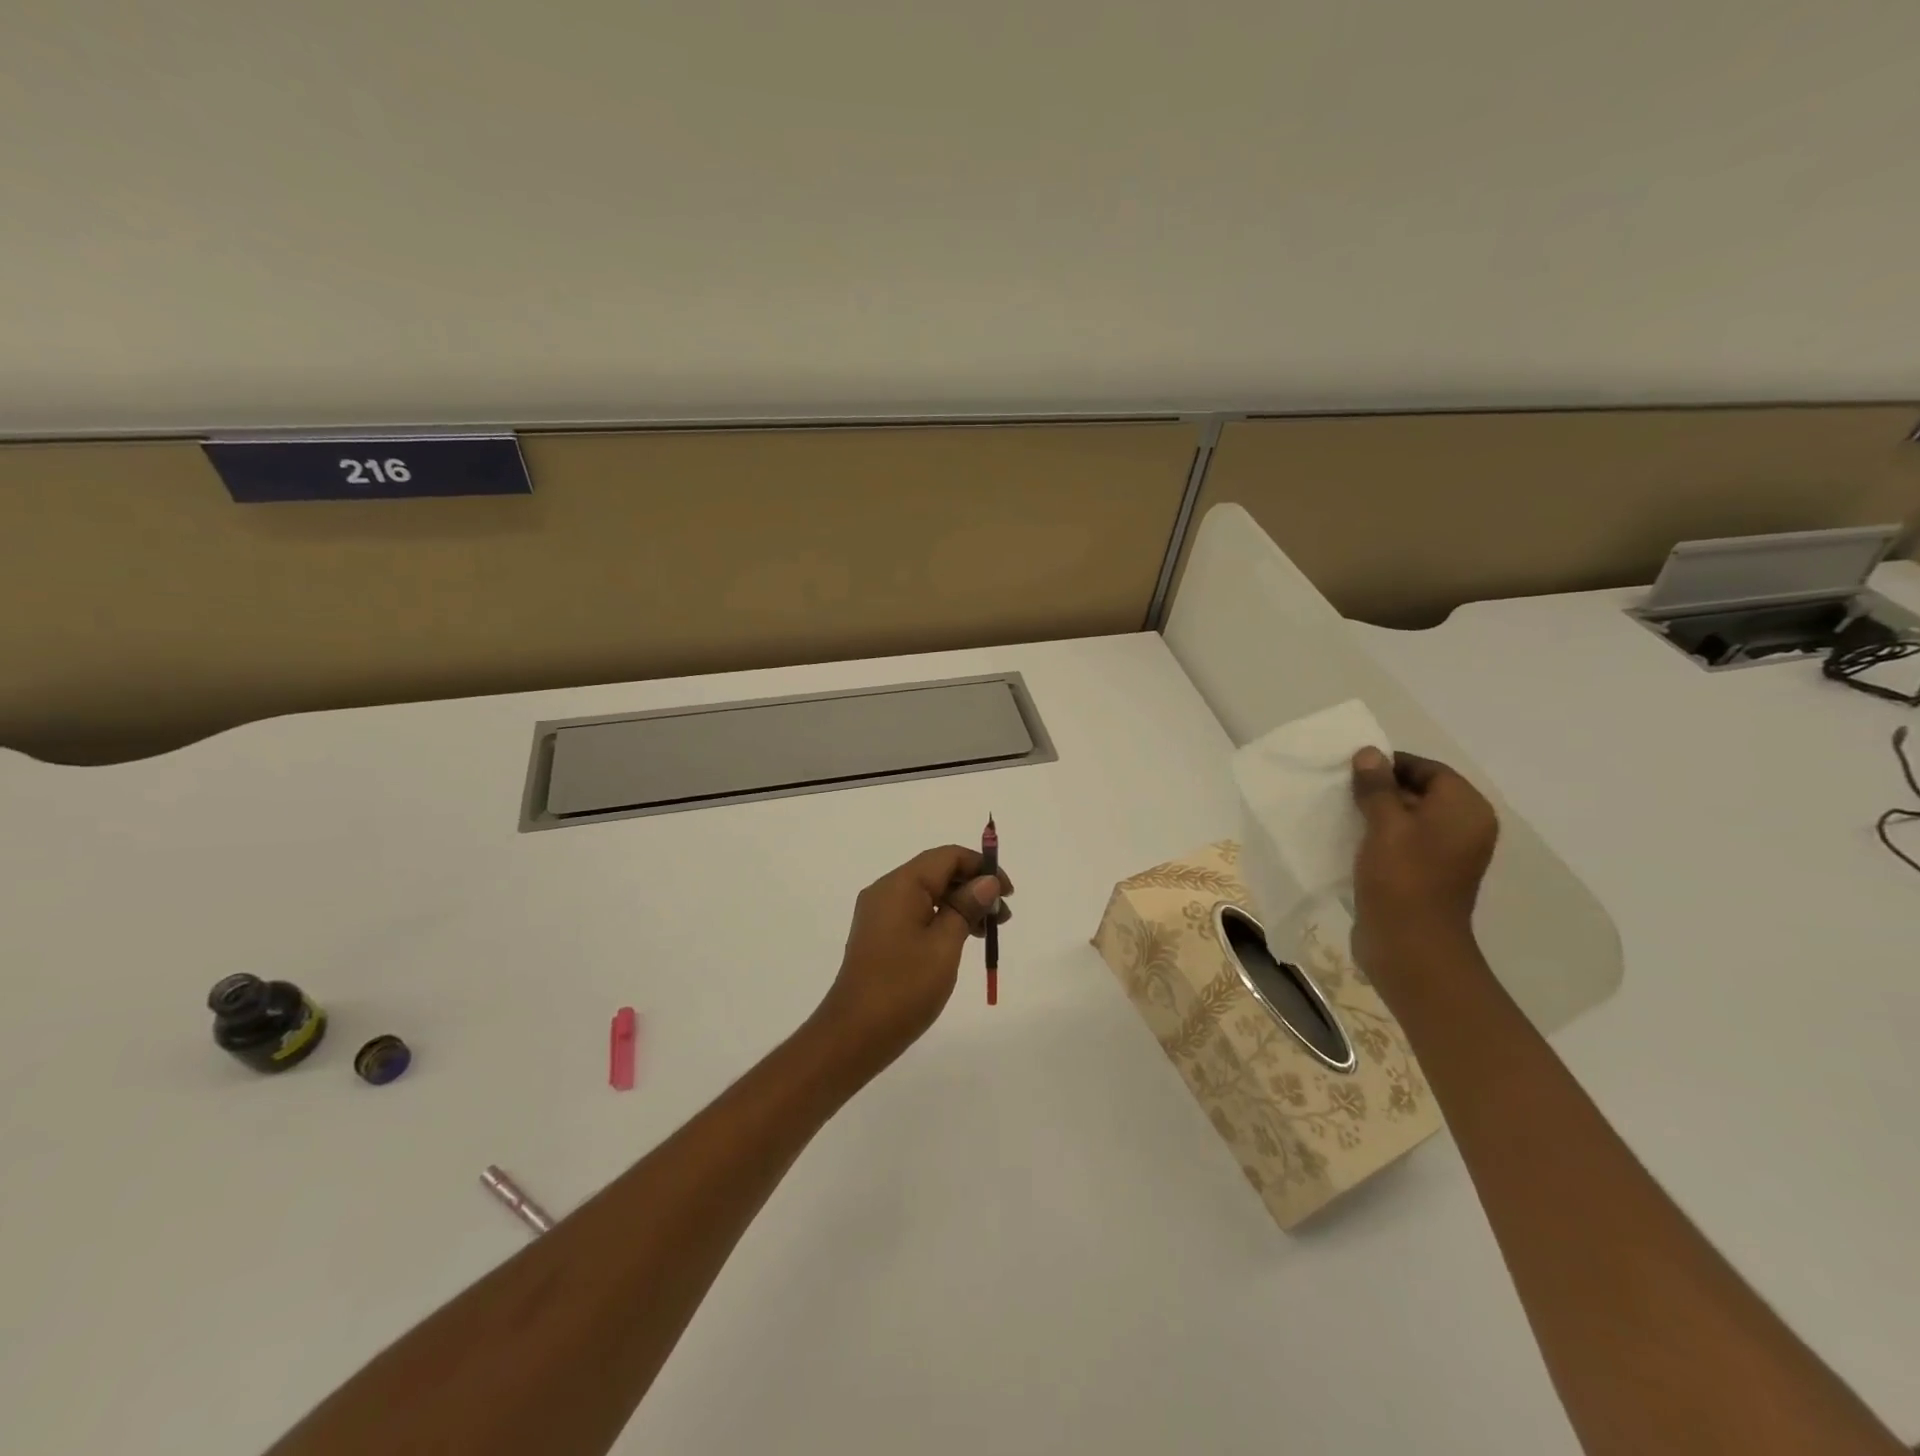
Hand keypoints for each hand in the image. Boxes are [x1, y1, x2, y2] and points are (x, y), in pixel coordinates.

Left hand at [810, 845, 1012, 1077]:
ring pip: (928, 893)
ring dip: (961, 904)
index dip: (982, 867)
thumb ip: (966, 907)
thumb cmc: (904, 987)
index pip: (947, 856)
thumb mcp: (944, 945)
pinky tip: (961, 940)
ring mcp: (879, 913)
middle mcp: (886, 890)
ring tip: (988, 932)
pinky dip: (942, 918)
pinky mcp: (879, 934)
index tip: (1008, 893)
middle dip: (973, 887)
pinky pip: (916, 912)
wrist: (854, 1034)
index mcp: (900, 885)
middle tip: (1003, 917)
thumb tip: (986, 881)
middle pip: (937, 872)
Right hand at [1349, 748, 1497, 983]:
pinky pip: (1401, 842)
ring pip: (1408, 818)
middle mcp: (1463, 828)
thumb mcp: (1385, 825)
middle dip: (1380, 787)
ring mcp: (1446, 854)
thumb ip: (1376, 786)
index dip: (1391, 764)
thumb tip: (1368, 753)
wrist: (1410, 946)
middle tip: (1341, 787)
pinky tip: (1348, 838)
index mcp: (1466, 810)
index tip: (1352, 768)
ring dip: (1375, 812)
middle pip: (1420, 792)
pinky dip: (1377, 836)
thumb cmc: (1402, 878)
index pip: (1430, 769)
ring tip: (1340, 811)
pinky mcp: (1425, 874)